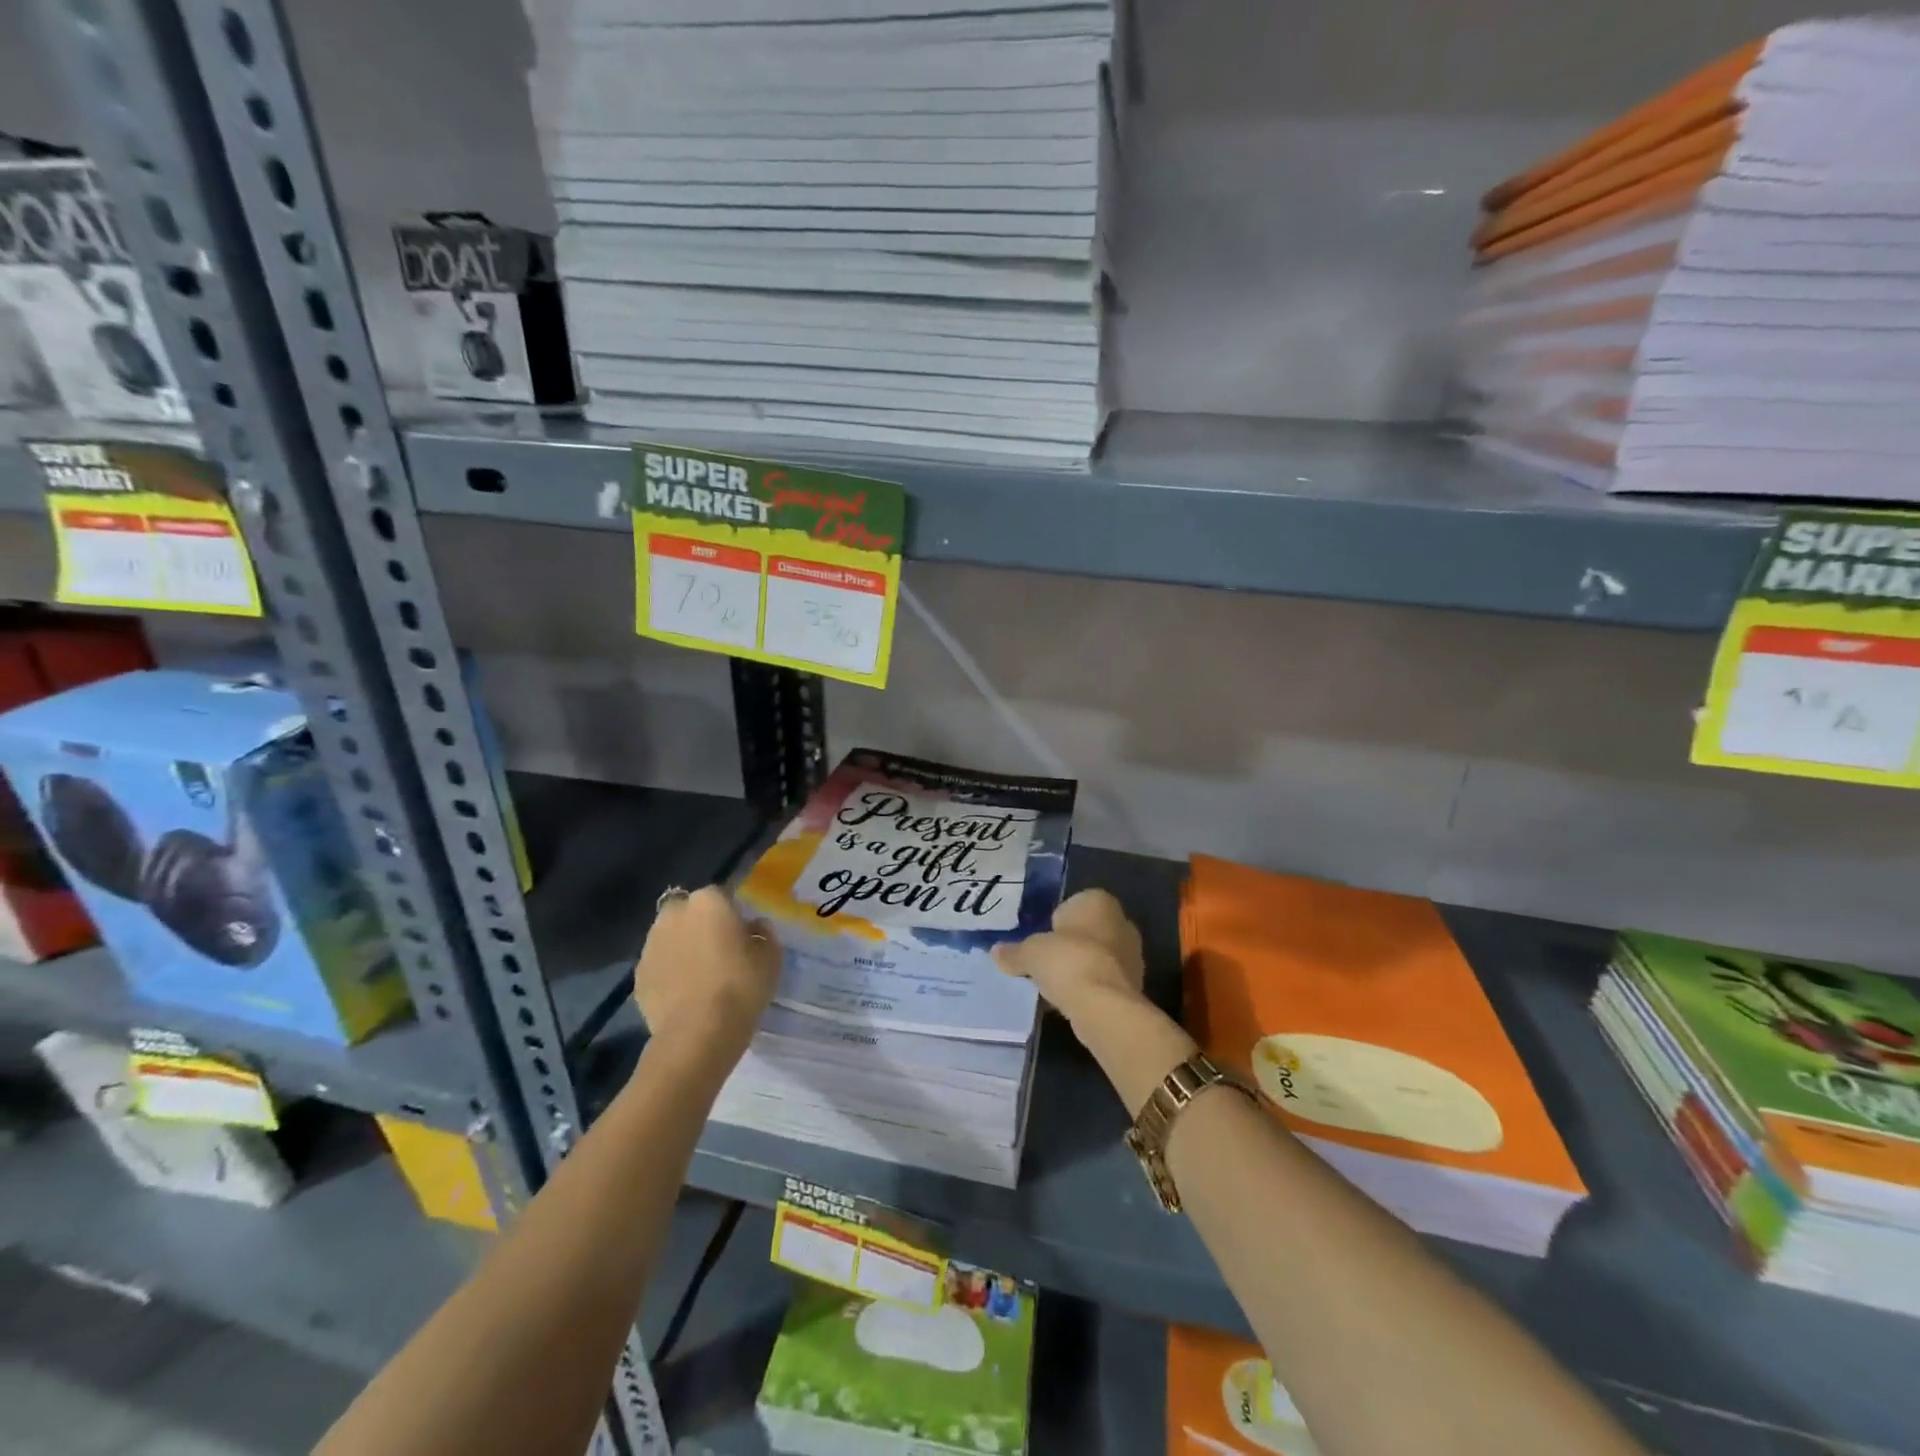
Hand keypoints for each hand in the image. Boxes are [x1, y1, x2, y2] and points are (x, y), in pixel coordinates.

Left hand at [634, 887, 778, 1058]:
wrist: (698, 1032)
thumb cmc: (741, 985)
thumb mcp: (772, 956)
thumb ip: (763, 933)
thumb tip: (753, 926)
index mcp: (709, 901)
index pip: (721, 895)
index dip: (732, 914)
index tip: (741, 934)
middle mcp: (675, 914)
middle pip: (688, 911)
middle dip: (699, 923)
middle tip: (717, 949)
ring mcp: (651, 944)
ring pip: (669, 936)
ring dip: (681, 946)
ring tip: (698, 973)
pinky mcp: (638, 975)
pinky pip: (659, 965)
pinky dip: (668, 972)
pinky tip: (684, 993)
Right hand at [991, 888, 1146, 1024]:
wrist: (1103, 1005)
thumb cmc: (1067, 961)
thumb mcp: (1030, 953)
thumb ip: (1014, 952)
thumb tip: (995, 952)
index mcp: (1098, 900)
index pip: (1072, 905)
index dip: (1054, 923)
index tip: (1040, 941)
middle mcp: (1121, 921)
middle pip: (1087, 931)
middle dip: (1069, 945)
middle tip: (1045, 962)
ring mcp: (1132, 953)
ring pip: (1097, 956)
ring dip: (1079, 967)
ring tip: (1055, 985)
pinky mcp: (1135, 983)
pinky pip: (1104, 979)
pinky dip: (1089, 987)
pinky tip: (1071, 1001)